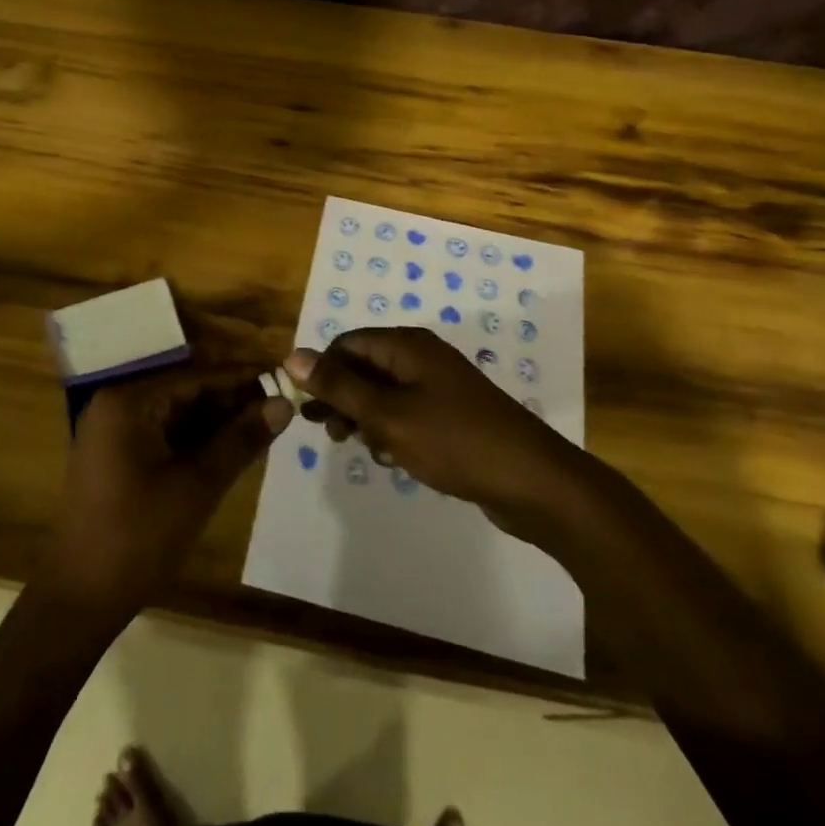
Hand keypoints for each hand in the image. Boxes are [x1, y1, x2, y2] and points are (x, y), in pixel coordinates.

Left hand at [41, 374, 291, 622]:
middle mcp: (116, 406)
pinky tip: (232, 448)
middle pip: (186, 393)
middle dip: (232, 401)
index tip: (282, 378)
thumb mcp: (198, 487)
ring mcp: (113, 433)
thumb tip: (285, 404)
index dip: (241, 379)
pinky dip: (196, 441)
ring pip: (177, 415)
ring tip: (265, 425)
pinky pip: (164, 435)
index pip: (196, 377)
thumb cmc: (138, 538)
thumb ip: (241, 440)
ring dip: (217, 422)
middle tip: (280, 406)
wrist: (78, 602)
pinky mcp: (116, 458)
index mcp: (128, 402)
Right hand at [286, 328, 582, 537]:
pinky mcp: (451, 414)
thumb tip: (292, 356)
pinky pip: (406, 413)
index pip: (347, 344)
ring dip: (366, 418)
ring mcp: (439, 386)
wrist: (532, 481)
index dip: (322, 371)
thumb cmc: (454, 441)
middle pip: (364, 366)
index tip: (310, 410)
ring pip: (383, 393)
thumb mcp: (388, 415)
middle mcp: (421, 357)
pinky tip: (393, 459)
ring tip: (365, 449)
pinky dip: (392, 431)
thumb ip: (339, 386)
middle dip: (343, 398)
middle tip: (333, 434)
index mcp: (406, 346)